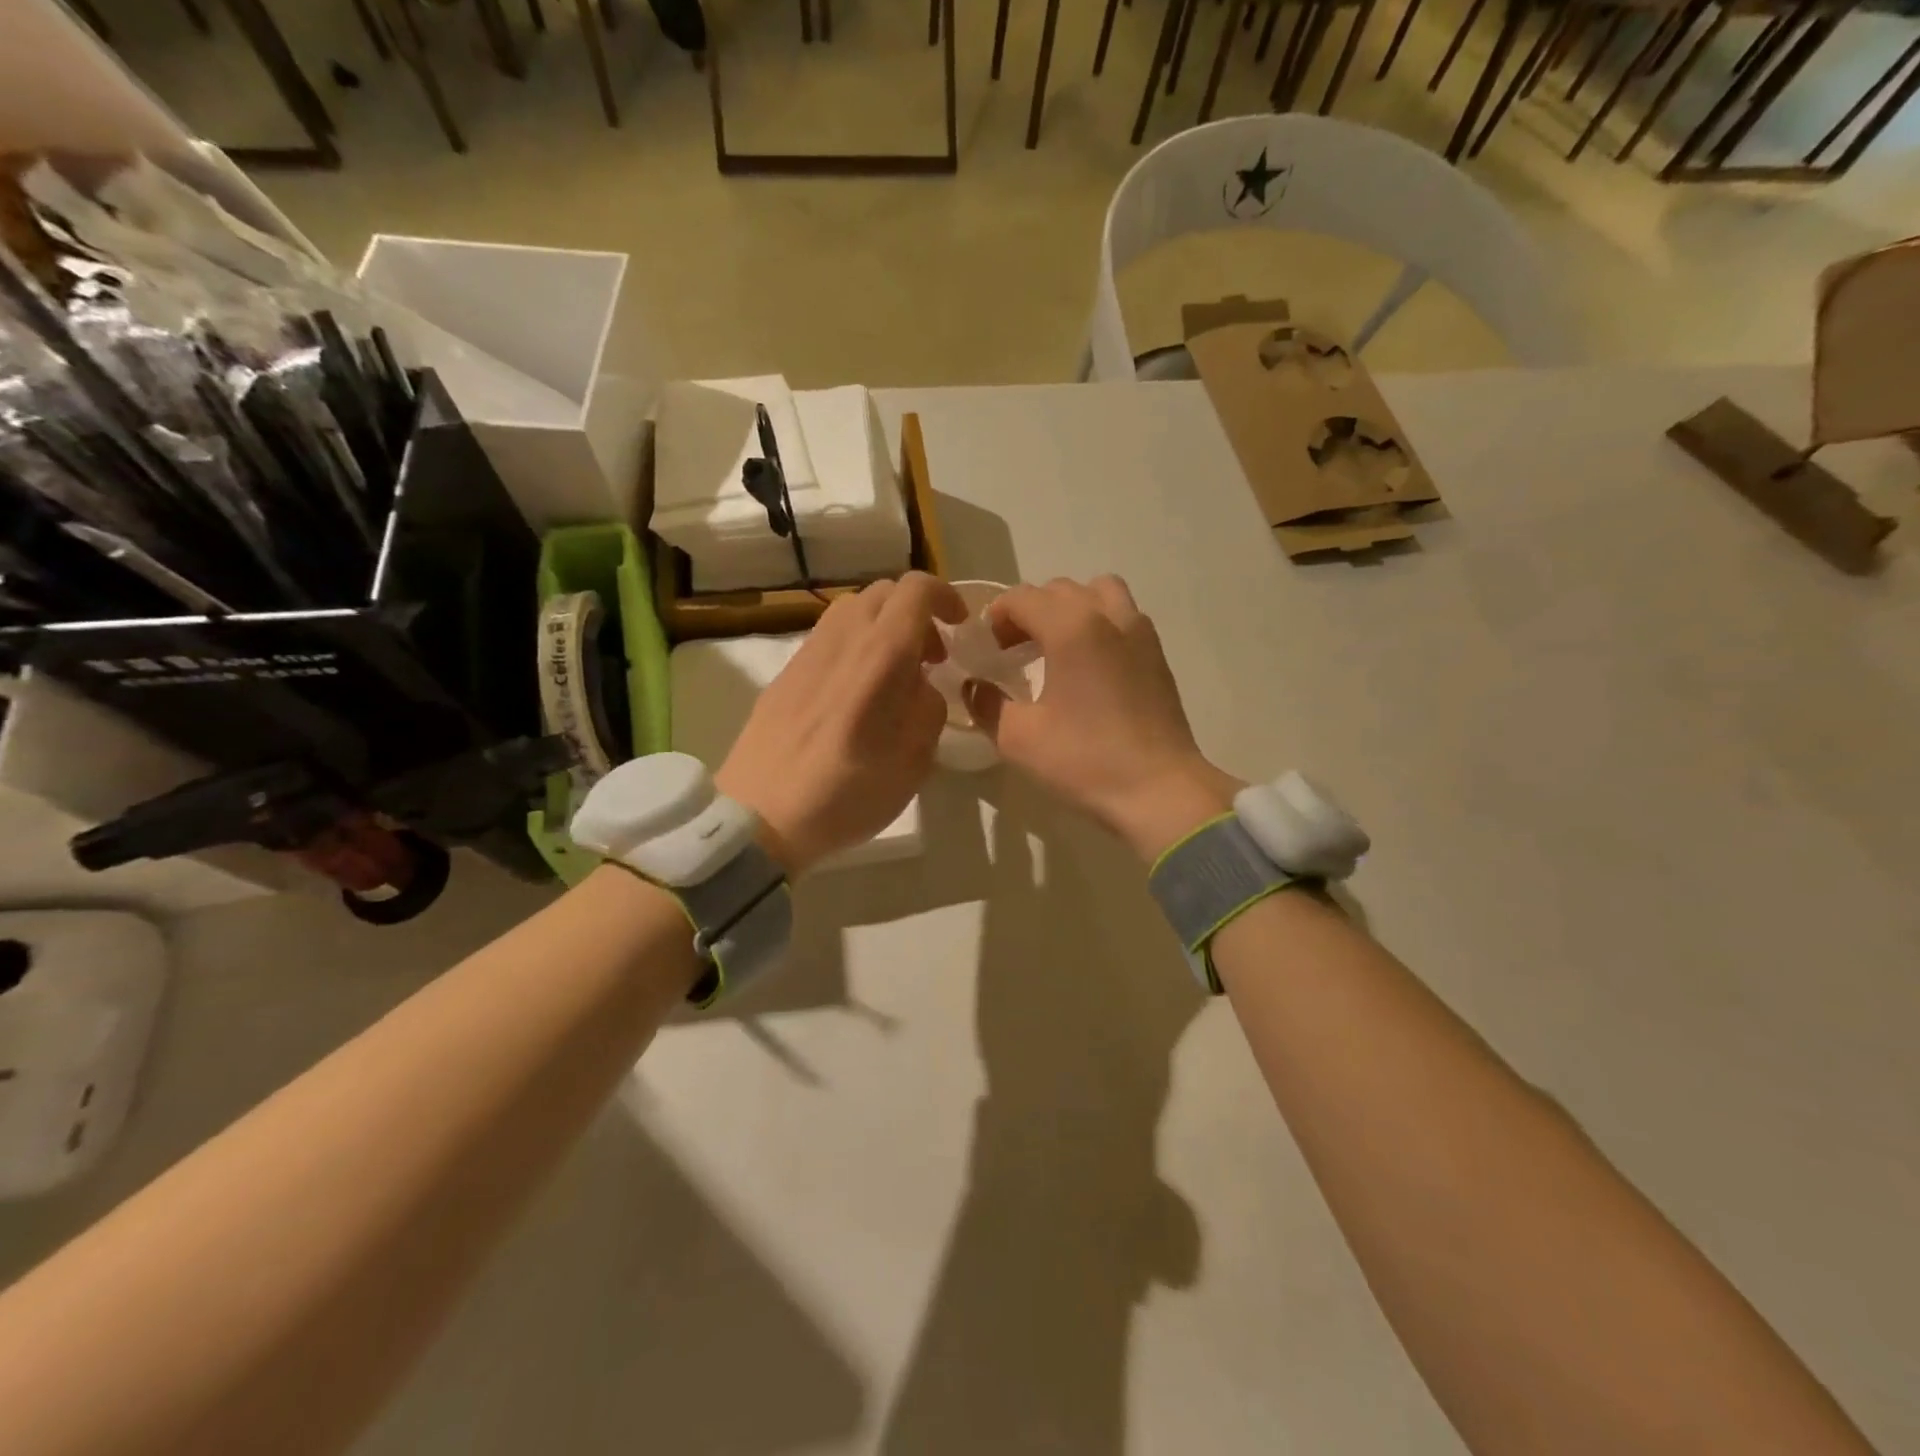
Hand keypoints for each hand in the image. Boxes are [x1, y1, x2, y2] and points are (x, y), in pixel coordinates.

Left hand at [717, 572, 966, 874]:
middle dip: (916, 614)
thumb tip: (920, 686)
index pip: (916, 589)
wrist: (761, 814)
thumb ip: (929, 708)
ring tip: (894, 676)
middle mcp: (843, 638)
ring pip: (854, 610)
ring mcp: (808, 652)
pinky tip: (856, 694)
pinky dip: (855, 646)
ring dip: (884, 628)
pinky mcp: (786, 672)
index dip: (945, 598)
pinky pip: (830, 638)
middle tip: (930, 659)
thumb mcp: (915, 759)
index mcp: (881, 653)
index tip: (959, 627)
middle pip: (884, 593)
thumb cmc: (848, 791)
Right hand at [965, 576, 1242, 861]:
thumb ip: (986, 704)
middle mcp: (1108, 616)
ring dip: (1070, 608)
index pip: (1022, 597)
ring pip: (1099, 592)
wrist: (1159, 791)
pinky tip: (1088, 665)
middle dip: (1029, 610)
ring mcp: (1139, 632)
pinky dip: (1099, 623)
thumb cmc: (1085, 760)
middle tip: (1012, 649)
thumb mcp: (1018, 738)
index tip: (986, 648)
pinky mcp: (1157, 654)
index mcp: (1071, 627)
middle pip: (1059, 590)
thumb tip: (973, 686)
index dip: (996, 617)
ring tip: (1055, 645)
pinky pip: (1123, 615)